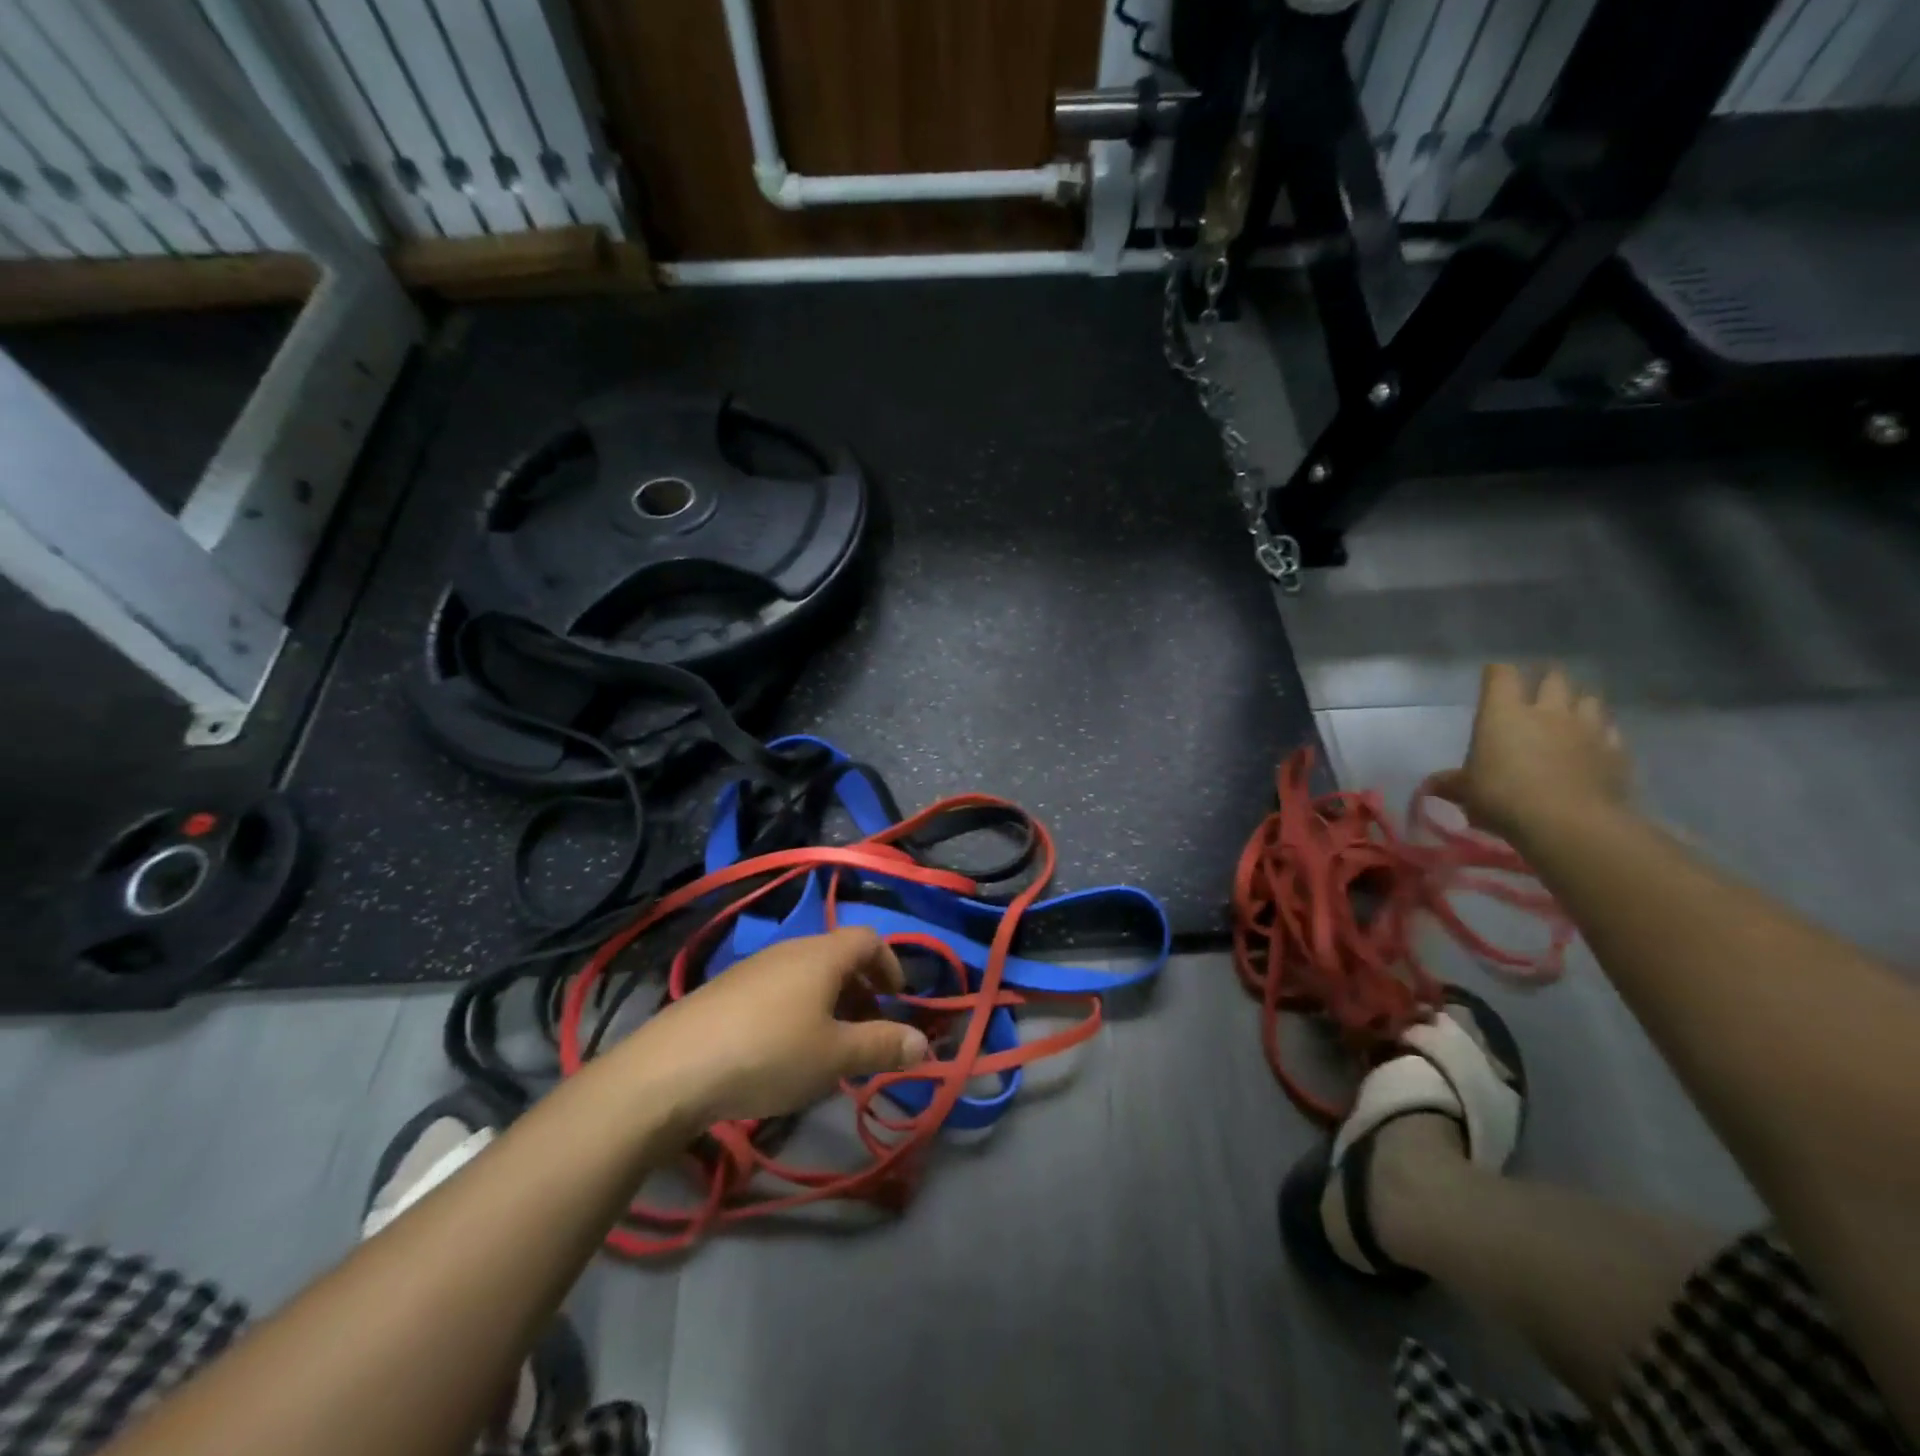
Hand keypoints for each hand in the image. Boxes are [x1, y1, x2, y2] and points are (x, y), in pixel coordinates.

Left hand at [618, 928, 931, 1127]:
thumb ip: (883, 1046)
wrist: (673, 1068)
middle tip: (868, 1031)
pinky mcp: (726, 990)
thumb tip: (925, 1044)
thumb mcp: (835, 1056)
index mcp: (822, 955)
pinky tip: (783, 1052)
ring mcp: (754, 968)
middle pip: (838, 957)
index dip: (891, 965)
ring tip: (828, 1047)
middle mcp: (790, 950)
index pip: (869, 940)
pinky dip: (797, 1010)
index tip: (898, 1001)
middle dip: (862, 991)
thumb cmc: (770, 1053)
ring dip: (830, 1003)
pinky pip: (778, 990)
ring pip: (807, 975)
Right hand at [1431, 664, 1631, 842]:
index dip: (1496, 673)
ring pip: (1589, 699)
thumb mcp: (1466, 792)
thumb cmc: (1503, 797)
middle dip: (1546, 677)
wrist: (1569, 823)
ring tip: (1571, 711)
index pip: (1501, 674)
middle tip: (1538, 687)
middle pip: (1553, 677)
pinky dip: (1602, 732)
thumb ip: (1451, 783)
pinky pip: (1610, 731)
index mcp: (1503, 713)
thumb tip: (1431, 785)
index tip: (1492, 677)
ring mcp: (1586, 728)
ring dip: (1579, 702)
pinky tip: (1595, 742)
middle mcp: (1547, 711)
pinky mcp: (1615, 751)